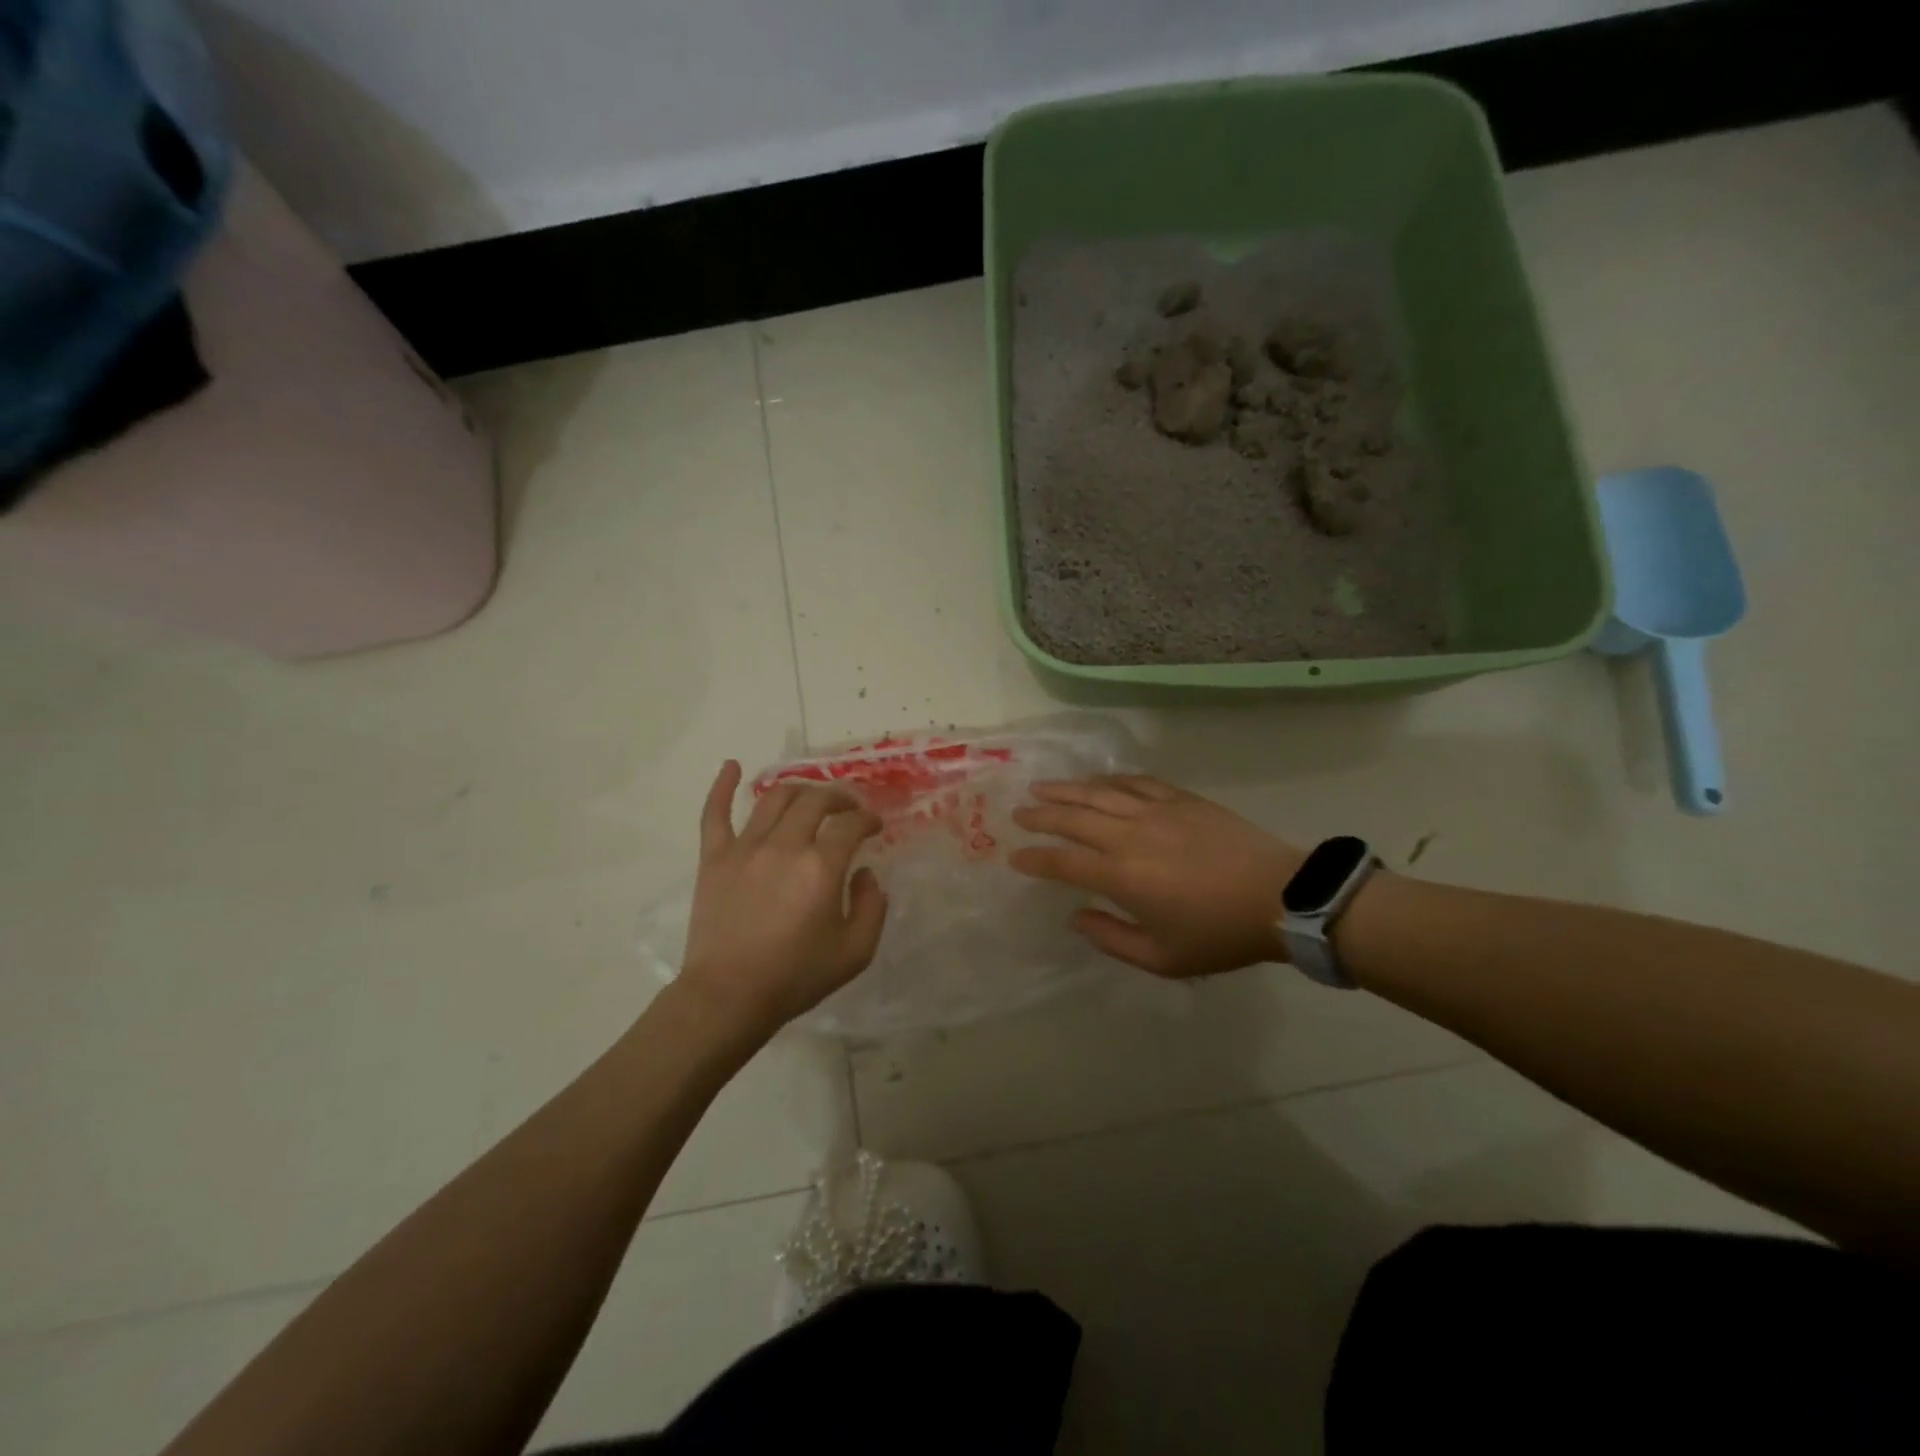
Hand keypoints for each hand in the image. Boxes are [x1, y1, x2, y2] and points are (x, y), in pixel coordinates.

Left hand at [680, 761, 887, 1032]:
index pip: (851, 823)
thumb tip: (866, 873)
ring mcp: (745, 847)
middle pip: (815, 799)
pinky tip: (732, 766)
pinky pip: (715, 813)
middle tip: (848, 809)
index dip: (868, 818)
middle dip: (839, 798)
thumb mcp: (856, 952)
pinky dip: (723, 785)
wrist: (729, 997)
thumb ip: (873, 906)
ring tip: (811, 798)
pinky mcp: (714, 857)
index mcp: (821, 866)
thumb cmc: (795, 977)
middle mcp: (784, 845)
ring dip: (799, 790)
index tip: (874, 825)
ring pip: (774, 797)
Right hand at [1010, 775, 1303, 978]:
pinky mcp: (1180, 799)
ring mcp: (1155, 811)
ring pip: (1099, 792)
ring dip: (1066, 789)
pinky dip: (1110, 779)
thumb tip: (1075, 917)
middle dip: (1040, 815)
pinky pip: (1136, 782)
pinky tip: (1097, 780)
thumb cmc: (1219, 934)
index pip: (1063, 863)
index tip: (1015, 858)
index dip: (1035, 859)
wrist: (1280, 897)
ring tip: (1042, 787)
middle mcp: (1129, 836)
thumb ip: (1111, 938)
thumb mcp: (1162, 958)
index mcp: (1122, 876)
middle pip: (1073, 819)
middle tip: (1018, 813)